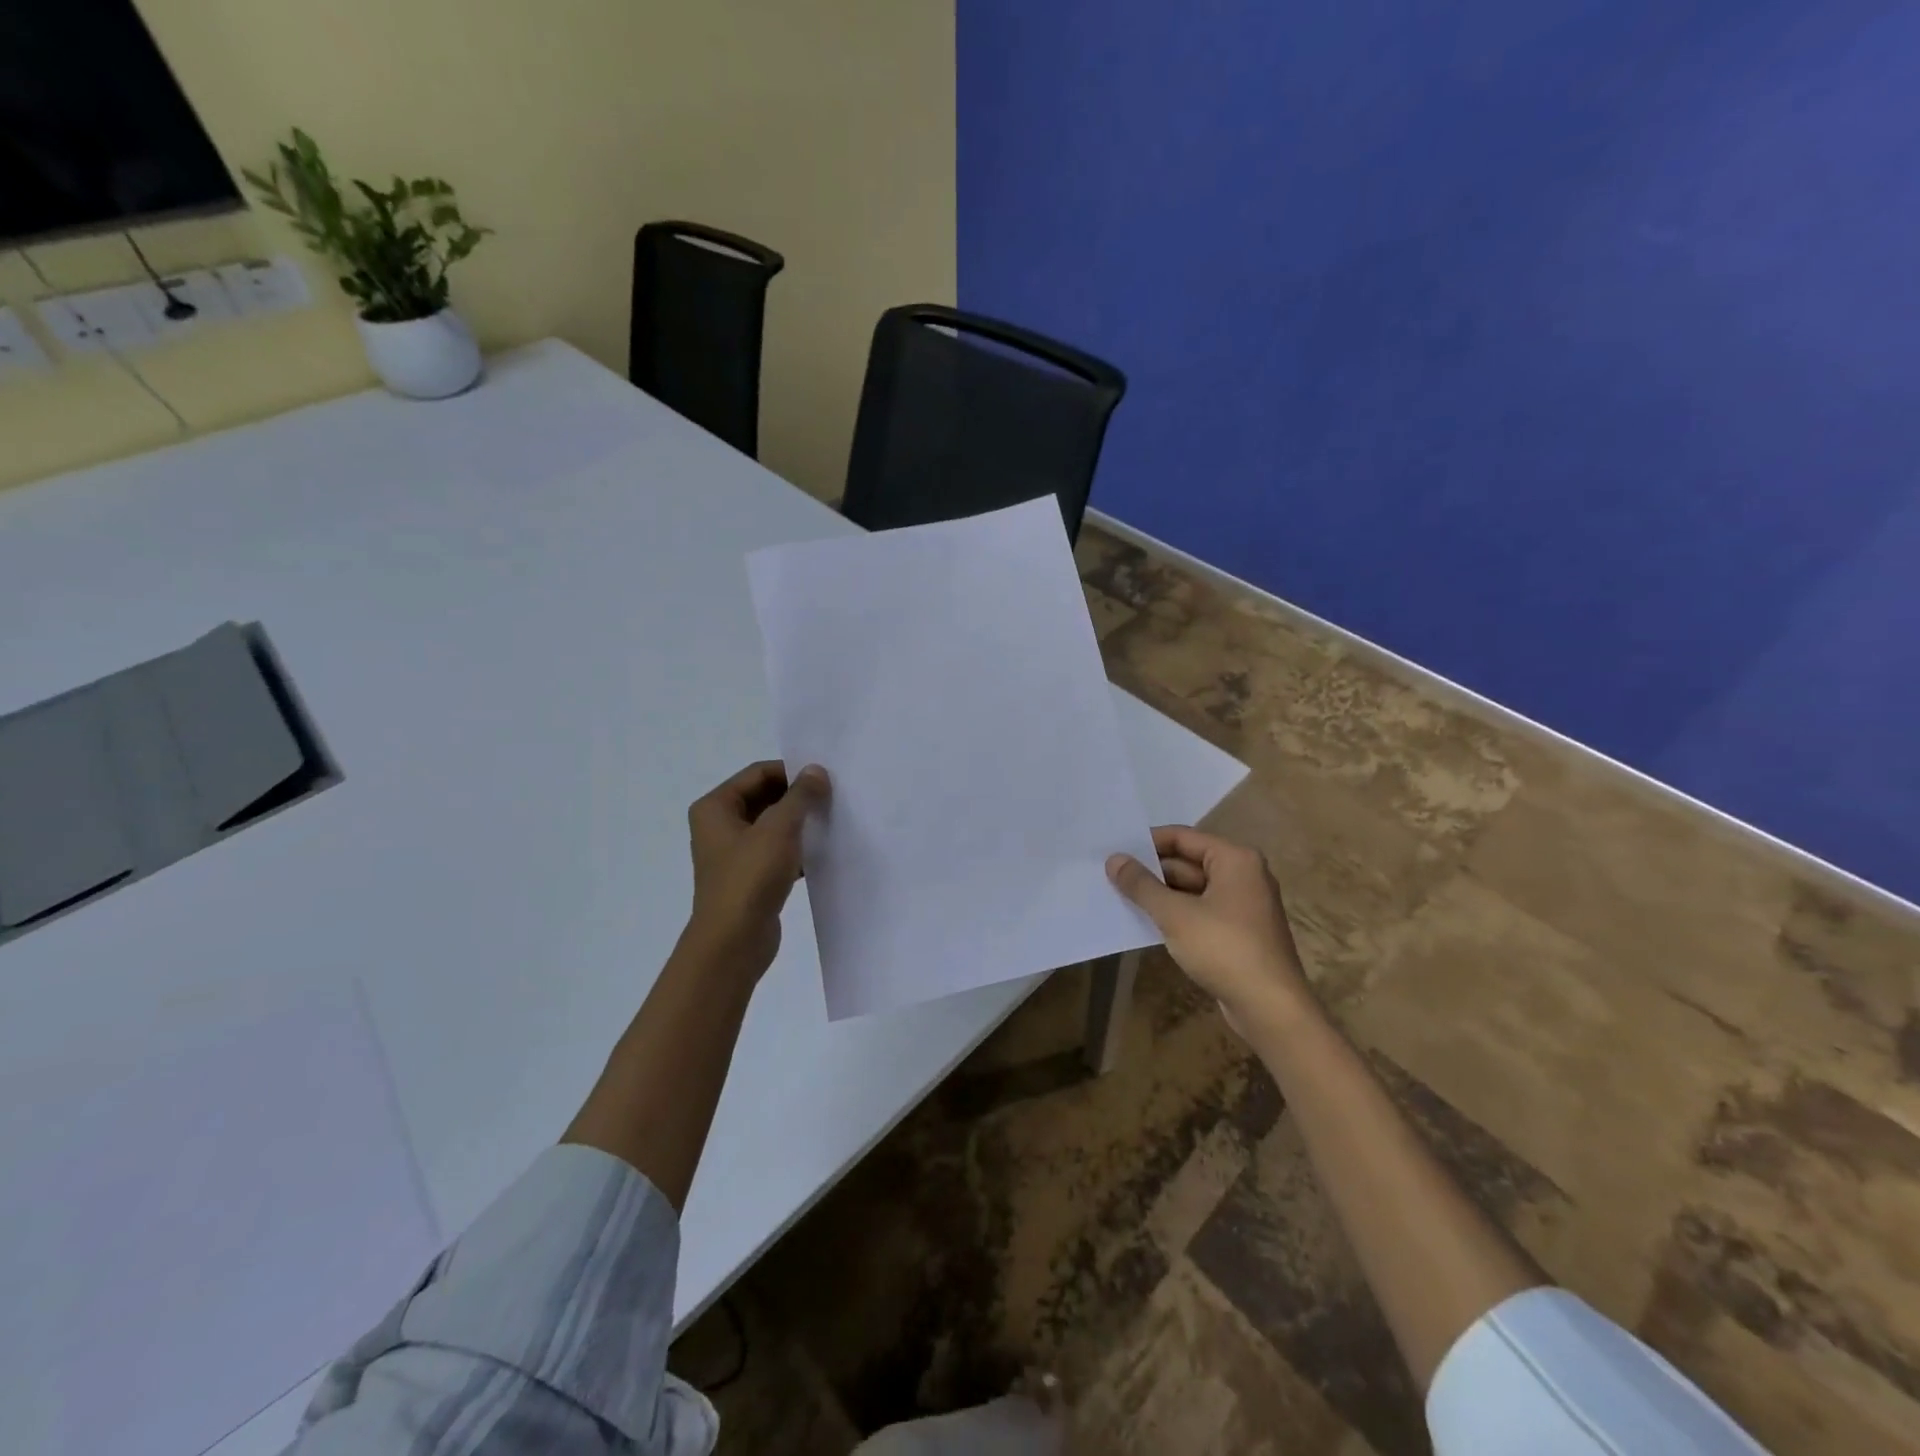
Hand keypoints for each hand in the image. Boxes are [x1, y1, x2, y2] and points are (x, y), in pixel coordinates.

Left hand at [684, 760, 829, 979]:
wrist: (734, 942)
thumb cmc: (750, 877)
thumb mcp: (779, 829)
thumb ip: (800, 796)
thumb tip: (816, 770)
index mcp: (715, 807)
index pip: (758, 773)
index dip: (791, 772)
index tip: (825, 779)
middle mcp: (720, 826)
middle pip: (765, 797)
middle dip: (798, 798)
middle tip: (832, 798)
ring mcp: (734, 854)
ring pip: (773, 826)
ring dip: (800, 824)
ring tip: (832, 822)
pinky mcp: (750, 877)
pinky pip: (777, 852)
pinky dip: (798, 849)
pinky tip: (823, 852)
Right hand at [1107, 826, 1313, 1030]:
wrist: (1271, 1008)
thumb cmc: (1224, 949)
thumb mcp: (1174, 914)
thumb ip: (1141, 885)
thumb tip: (1114, 859)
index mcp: (1235, 860)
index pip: (1182, 837)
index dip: (1147, 842)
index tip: (1115, 850)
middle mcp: (1243, 875)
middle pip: (1188, 862)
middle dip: (1151, 871)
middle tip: (1111, 875)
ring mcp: (1243, 905)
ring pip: (1193, 889)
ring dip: (1160, 894)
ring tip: (1120, 896)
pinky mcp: (1239, 932)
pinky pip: (1201, 911)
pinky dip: (1176, 914)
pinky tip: (1147, 922)